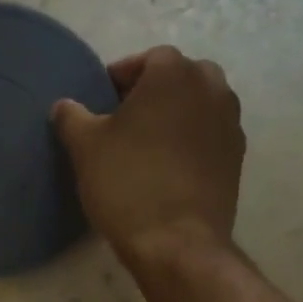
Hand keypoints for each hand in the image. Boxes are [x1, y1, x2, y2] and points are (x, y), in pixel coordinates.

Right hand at [52, 46, 243, 260]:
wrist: (176, 242)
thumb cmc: (127, 182)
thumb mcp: (85, 146)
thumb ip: (72, 116)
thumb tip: (65, 106)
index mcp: (174, 74)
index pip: (146, 59)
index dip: (120, 77)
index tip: (101, 101)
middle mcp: (212, 88)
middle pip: (179, 76)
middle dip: (153, 91)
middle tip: (124, 118)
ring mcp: (231, 123)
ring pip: (199, 104)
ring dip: (175, 114)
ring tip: (146, 143)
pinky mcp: (237, 157)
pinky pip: (210, 134)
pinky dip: (191, 139)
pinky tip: (167, 166)